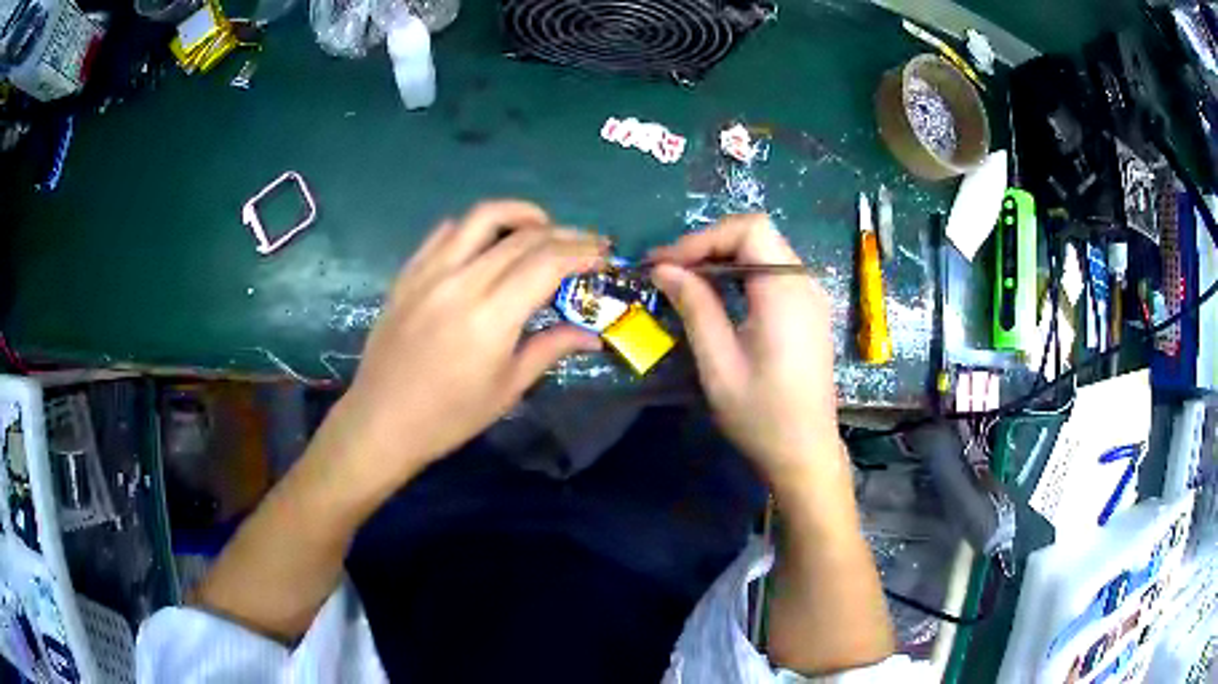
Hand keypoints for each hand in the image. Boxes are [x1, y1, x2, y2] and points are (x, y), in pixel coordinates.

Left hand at [325, 201, 607, 490]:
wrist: (381, 421)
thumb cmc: (449, 417)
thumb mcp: (507, 388)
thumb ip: (551, 348)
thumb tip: (593, 335)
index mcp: (491, 317)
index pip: (547, 262)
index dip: (582, 252)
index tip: (604, 256)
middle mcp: (461, 282)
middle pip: (523, 236)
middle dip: (564, 234)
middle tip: (586, 244)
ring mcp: (430, 272)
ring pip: (482, 217)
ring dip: (521, 214)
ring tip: (541, 228)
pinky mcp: (408, 273)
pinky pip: (446, 232)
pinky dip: (476, 228)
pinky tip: (487, 244)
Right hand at [649, 214, 840, 485]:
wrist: (805, 453)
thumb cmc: (761, 415)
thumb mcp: (719, 364)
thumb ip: (695, 308)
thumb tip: (664, 269)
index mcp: (786, 293)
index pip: (748, 229)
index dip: (702, 238)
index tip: (665, 264)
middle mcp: (804, 284)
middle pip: (758, 234)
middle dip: (710, 244)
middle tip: (670, 270)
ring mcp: (811, 297)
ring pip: (766, 250)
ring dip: (724, 256)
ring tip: (686, 280)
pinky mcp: (809, 311)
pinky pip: (774, 272)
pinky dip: (742, 272)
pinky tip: (718, 296)